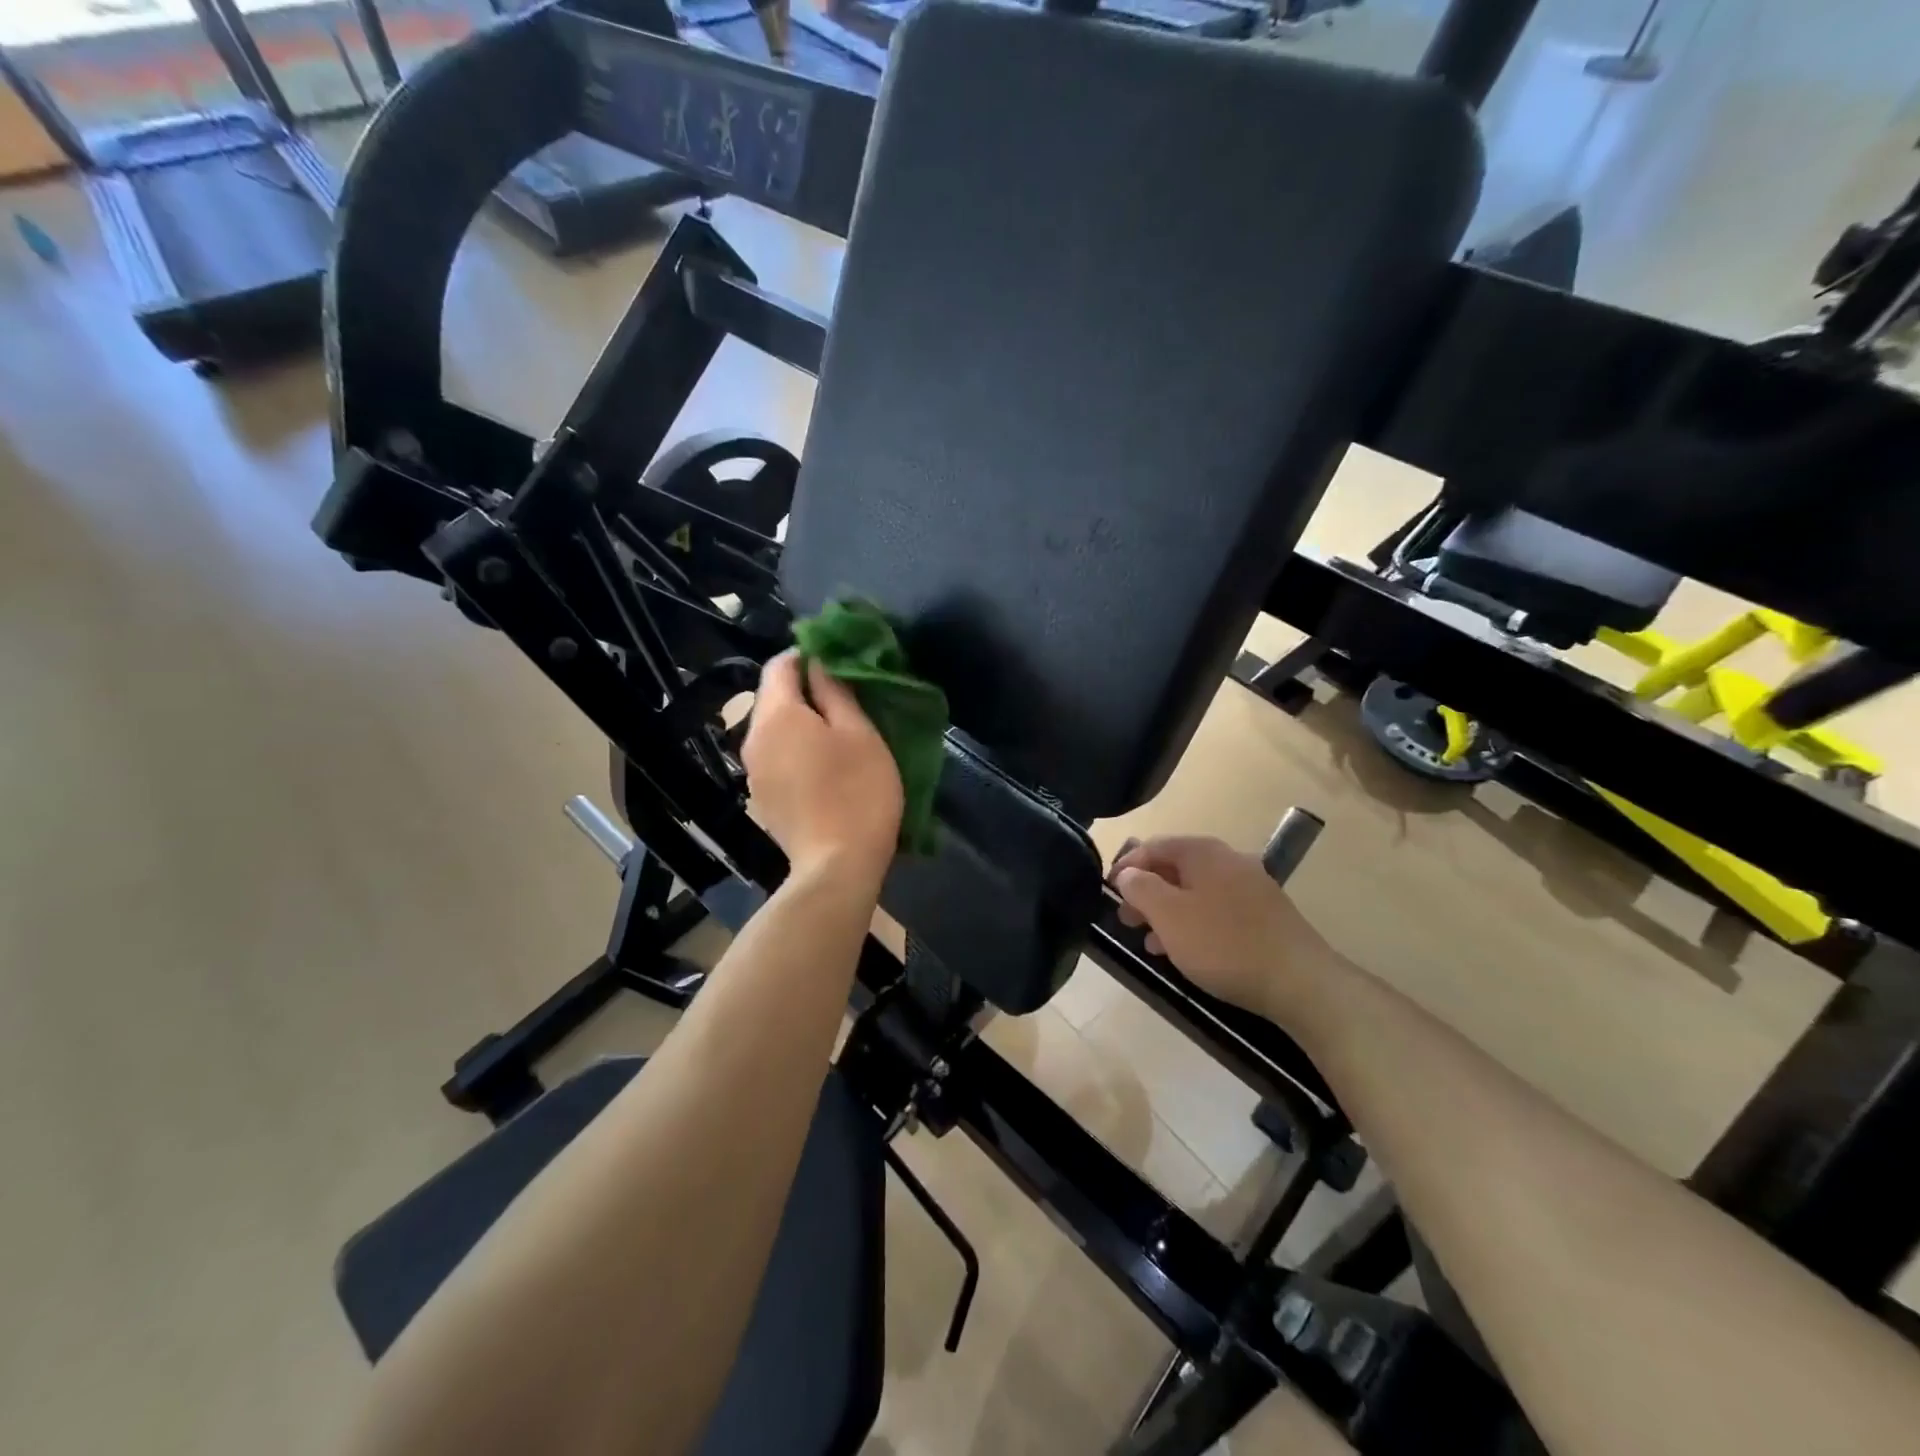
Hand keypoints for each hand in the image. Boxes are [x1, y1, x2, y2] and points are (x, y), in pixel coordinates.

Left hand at [742, 652, 903, 885]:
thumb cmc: (857, 792)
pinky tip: (824, 769)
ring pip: (775, 730)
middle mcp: (753, 738)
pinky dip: (796, 752)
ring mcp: (753, 772)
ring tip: (839, 735)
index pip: (780, 664)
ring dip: (802, 724)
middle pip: (774, 698)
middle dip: (806, 691)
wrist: (836, 867)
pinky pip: (776, 758)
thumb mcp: (859, 733)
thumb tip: (818, 663)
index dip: (808, 655)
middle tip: (848, 701)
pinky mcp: (761, 798)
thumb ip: (835, 691)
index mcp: (776, 715)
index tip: (840, 664)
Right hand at [1111, 836, 1341, 1020]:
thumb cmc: (1223, 944)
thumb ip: (1140, 888)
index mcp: (1203, 852)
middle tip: (1125, 919)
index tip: (1107, 892)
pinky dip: (1194, 923)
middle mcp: (1228, 860)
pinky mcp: (1265, 914)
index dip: (1125, 866)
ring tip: (1150, 942)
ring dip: (1168, 912)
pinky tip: (1186, 951)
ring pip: (1196, 892)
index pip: (1153, 846)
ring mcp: (1251, 886)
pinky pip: (1217, 909)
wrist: (1300, 982)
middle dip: (1147, 892)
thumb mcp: (1168, 915)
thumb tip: (1127, 873)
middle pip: (1175, 868)